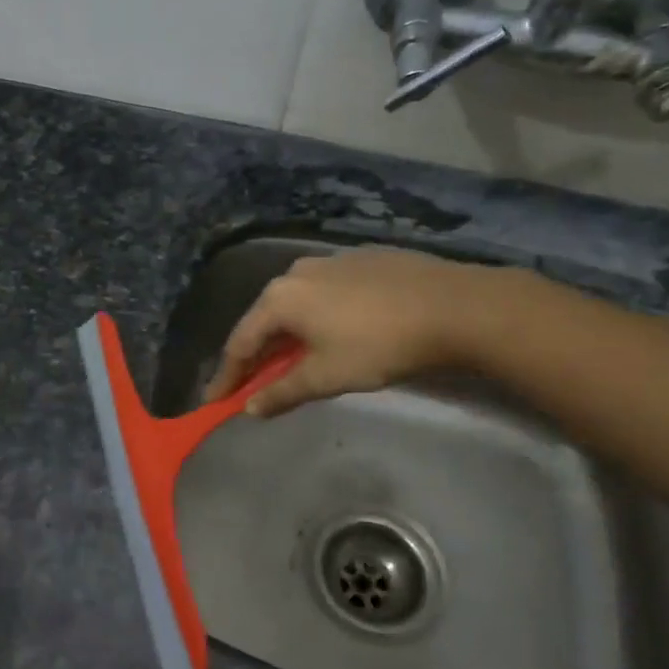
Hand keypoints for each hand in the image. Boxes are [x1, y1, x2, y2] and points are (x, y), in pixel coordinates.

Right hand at [203, 248, 519, 417]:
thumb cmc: (379, 345)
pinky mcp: (361, 259)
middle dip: (256, 354)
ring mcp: (330, 260)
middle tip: (250, 383)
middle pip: (265, 320)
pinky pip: (323, 293)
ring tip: (290, 360)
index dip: (227, 376)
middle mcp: (296, 272)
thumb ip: (282, 392)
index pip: (240, 343)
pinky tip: (331, 332)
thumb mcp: (326, 376)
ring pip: (295, 304)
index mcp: (280, 298)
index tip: (215, 401)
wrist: (454, 306)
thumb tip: (250, 408)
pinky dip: (315, 317)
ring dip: (286, 335)